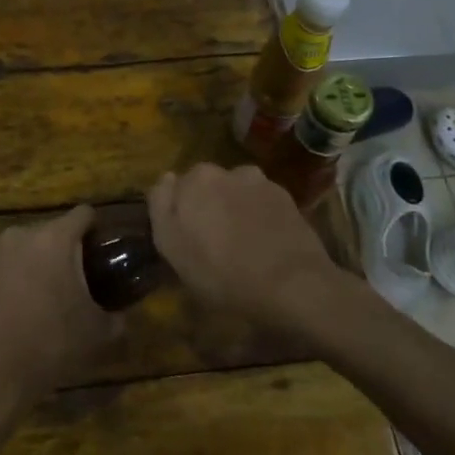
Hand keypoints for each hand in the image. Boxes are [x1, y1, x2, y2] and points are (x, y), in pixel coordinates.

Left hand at [0, 206, 122, 423]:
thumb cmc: (47, 349)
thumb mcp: (97, 335)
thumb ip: (118, 316)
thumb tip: (122, 313)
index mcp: (54, 240)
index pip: (83, 215)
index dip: (94, 230)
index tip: (97, 252)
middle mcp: (17, 235)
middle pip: (46, 234)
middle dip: (57, 254)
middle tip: (62, 288)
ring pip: (15, 250)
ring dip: (24, 267)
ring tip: (26, 303)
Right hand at [147, 163, 345, 332]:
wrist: (292, 284)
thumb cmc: (222, 272)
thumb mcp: (173, 248)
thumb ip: (161, 206)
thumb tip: (166, 178)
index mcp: (194, 179)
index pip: (175, 188)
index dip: (179, 213)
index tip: (185, 238)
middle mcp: (225, 170)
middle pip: (207, 186)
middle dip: (207, 206)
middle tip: (212, 242)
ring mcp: (259, 181)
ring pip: (235, 192)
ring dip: (234, 208)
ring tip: (242, 242)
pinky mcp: (285, 197)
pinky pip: (261, 202)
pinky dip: (259, 215)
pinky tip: (264, 242)